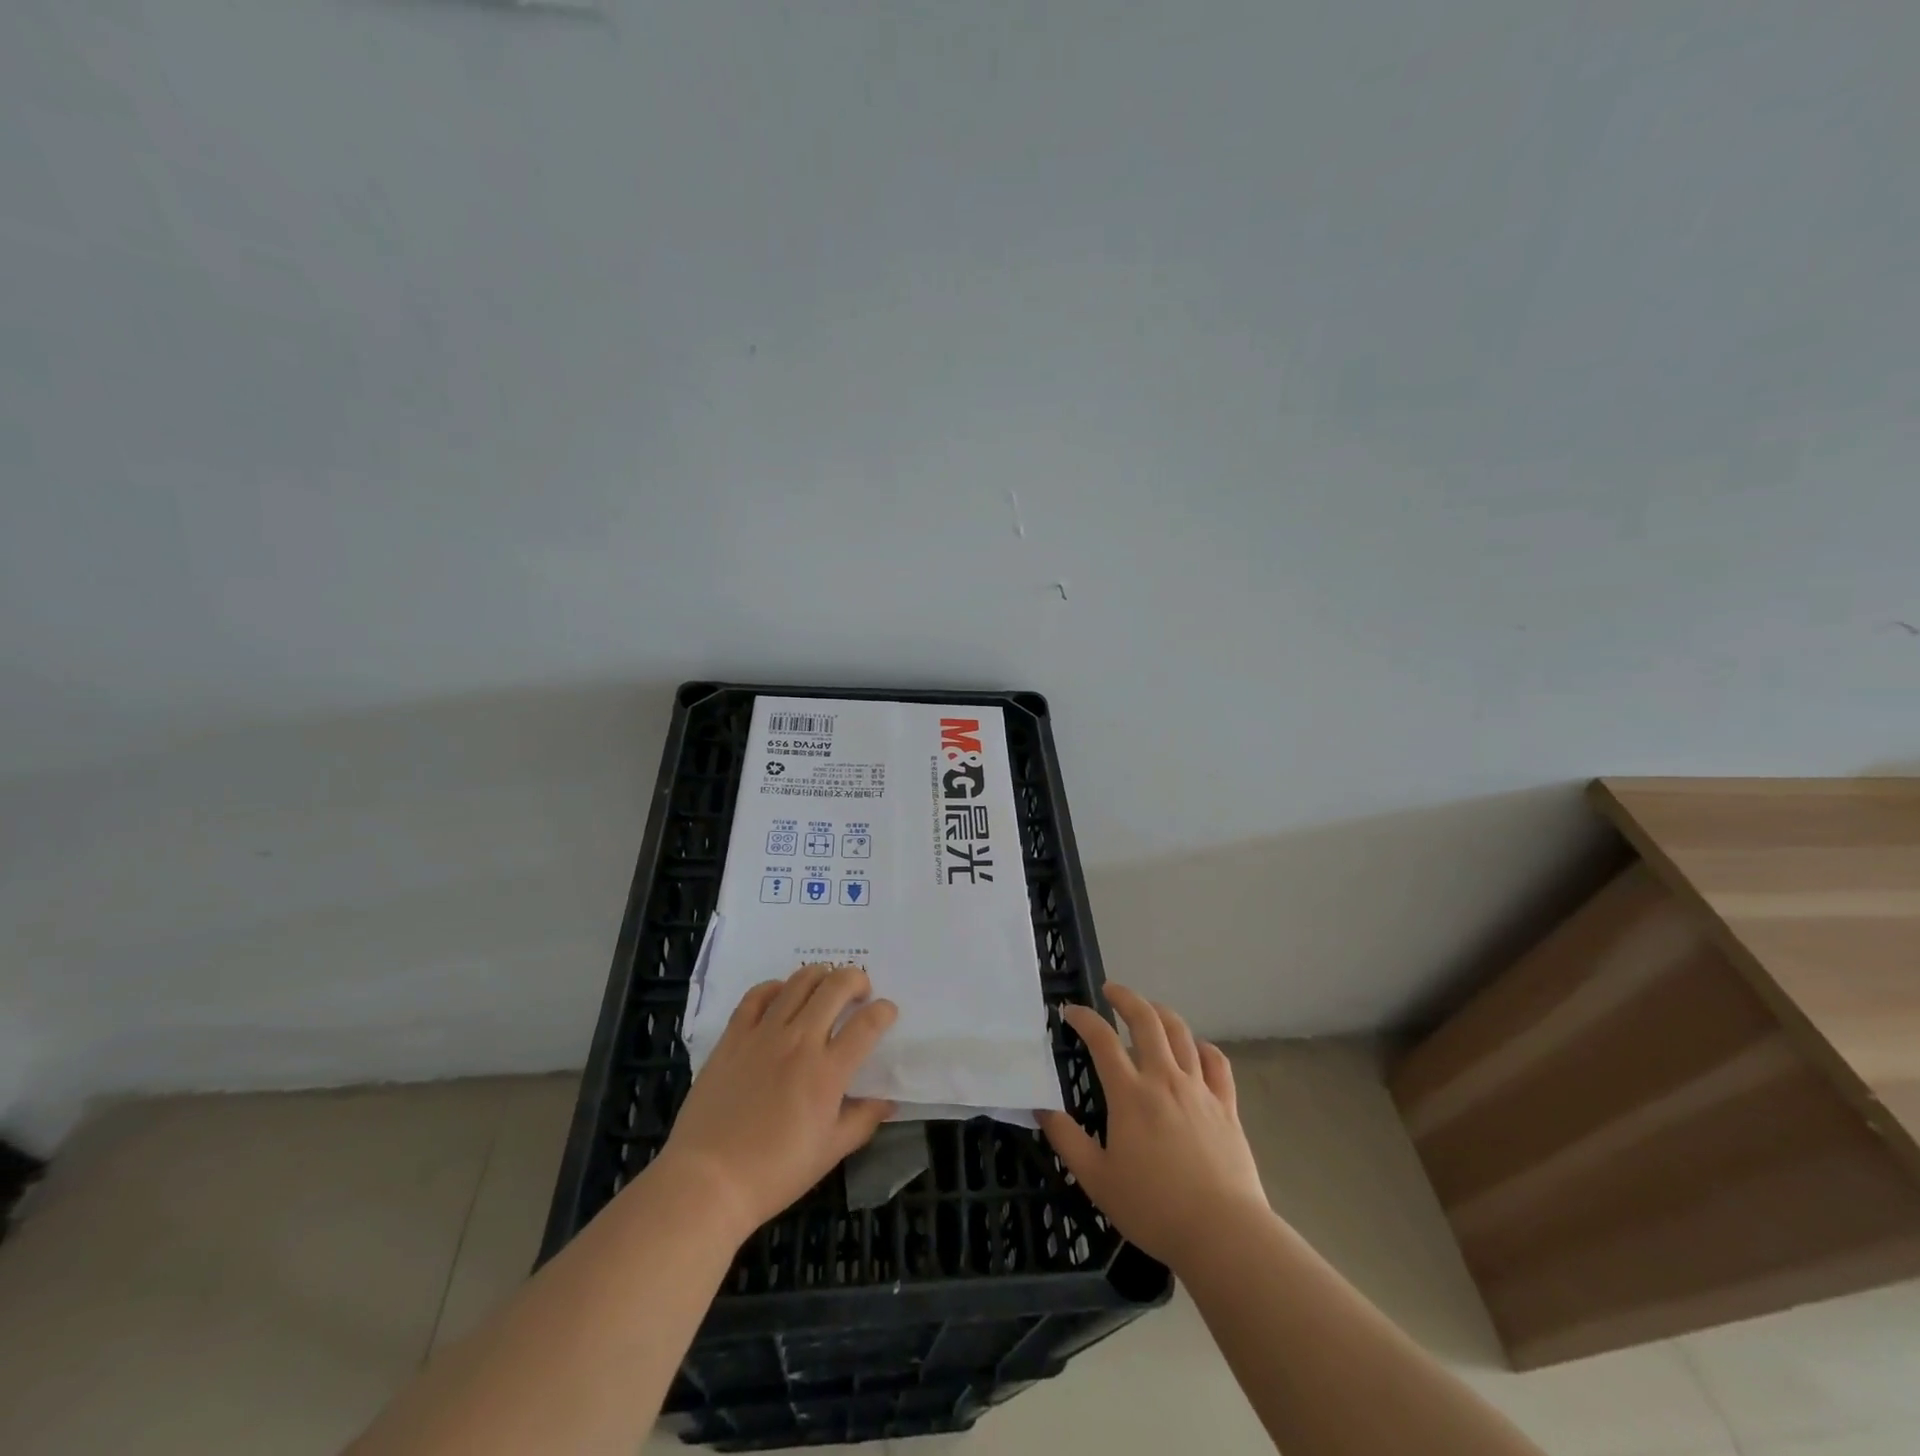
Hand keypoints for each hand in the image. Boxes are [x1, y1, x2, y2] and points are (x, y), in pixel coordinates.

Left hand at [656, 963, 896, 1241]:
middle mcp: (800, 1042)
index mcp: (828, 1072)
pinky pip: (757, 995)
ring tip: (826, 985)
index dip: (884, 1011)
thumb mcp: (830, 1153)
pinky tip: (782, 994)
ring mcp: (764, 1034)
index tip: (887, 1012)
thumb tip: (887, 1100)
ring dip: (821, 975)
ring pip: (799, 982)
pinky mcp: (734, 1036)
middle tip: (860, 992)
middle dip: (857, 980)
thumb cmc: (774, 1173)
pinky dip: (775, 986)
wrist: (708, 1180)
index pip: (868, 1024)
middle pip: (836, 987)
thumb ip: (863, 1120)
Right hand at [1039, 984, 1268, 1269]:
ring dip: (1162, 1013)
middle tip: (1110, 990)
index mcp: (1130, 1094)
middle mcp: (1165, 1079)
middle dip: (1126, 998)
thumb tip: (1041, 1109)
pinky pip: (1217, 1062)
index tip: (1070, 1011)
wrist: (1223, 1233)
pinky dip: (1203, 1046)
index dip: (1084, 1019)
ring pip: (1182, 1033)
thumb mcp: (1097, 1180)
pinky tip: (1196, 1047)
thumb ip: (1067, 1140)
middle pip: (1146, 1020)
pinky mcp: (1226, 1106)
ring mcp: (1199, 1089)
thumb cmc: (1154, 1208)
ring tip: (1149, 1010)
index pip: (1102, 1040)